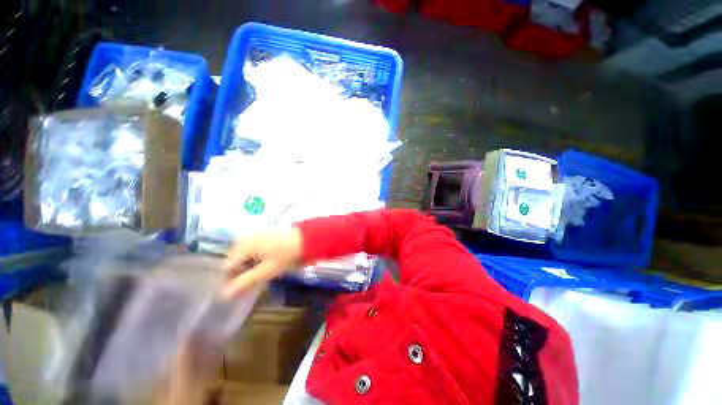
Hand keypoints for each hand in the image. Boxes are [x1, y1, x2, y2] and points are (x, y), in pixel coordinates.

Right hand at [223, 227, 303, 298]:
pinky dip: (256, 255)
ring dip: (248, 263)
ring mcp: (258, 233)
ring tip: (259, 273)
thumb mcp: (267, 271)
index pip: (228, 265)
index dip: (231, 279)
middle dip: (240, 271)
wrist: (309, 238)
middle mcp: (248, 236)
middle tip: (251, 282)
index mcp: (245, 245)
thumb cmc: (288, 255)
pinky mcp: (268, 232)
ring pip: (245, 252)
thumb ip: (246, 282)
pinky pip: (255, 246)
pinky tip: (266, 261)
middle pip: (235, 257)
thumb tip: (224, 295)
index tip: (240, 290)